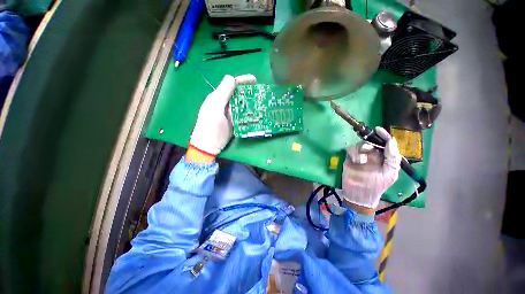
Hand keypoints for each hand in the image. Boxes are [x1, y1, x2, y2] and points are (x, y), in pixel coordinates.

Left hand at [189, 74, 255, 158]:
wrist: (209, 144)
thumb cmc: (210, 125)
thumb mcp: (215, 107)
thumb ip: (223, 93)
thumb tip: (232, 78)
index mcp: (219, 97)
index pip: (231, 84)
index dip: (242, 80)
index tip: (254, 80)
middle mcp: (226, 104)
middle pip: (239, 94)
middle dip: (249, 92)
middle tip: (260, 93)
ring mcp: (231, 113)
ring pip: (243, 104)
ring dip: (251, 103)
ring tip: (261, 103)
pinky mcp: (236, 122)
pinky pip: (244, 115)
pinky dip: (250, 113)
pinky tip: (257, 113)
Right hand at [341, 127, 401, 209]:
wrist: (360, 194)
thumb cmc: (377, 186)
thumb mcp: (390, 174)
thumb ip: (392, 158)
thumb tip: (391, 141)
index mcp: (384, 158)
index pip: (385, 143)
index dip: (383, 135)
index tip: (378, 129)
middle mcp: (373, 155)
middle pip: (371, 142)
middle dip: (370, 143)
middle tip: (368, 150)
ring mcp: (360, 156)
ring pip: (360, 145)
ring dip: (361, 150)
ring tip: (362, 161)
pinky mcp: (349, 159)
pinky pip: (350, 150)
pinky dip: (353, 154)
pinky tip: (356, 161)